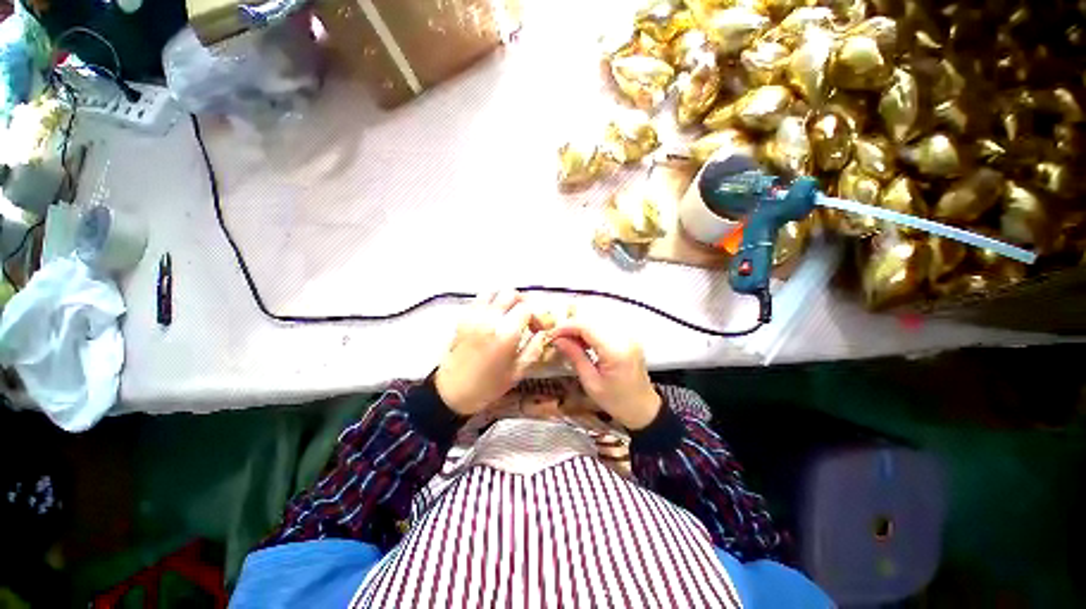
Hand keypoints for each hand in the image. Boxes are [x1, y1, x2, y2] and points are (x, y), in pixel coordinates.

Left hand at [435, 290, 547, 415]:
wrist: (452, 392)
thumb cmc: (488, 386)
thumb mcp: (517, 372)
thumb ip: (534, 349)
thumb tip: (544, 333)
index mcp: (505, 335)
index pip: (527, 308)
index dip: (537, 315)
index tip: (538, 327)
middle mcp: (489, 320)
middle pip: (511, 294)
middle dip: (523, 303)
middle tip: (527, 318)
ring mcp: (474, 316)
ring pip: (494, 291)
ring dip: (506, 298)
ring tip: (510, 312)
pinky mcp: (463, 317)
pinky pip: (480, 299)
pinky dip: (491, 301)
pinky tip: (495, 316)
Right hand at [549, 321, 660, 429]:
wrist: (644, 408)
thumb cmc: (616, 401)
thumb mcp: (591, 382)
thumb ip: (575, 356)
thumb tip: (558, 340)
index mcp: (615, 351)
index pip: (587, 327)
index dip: (567, 327)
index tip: (552, 335)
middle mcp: (624, 338)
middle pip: (592, 320)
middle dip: (572, 326)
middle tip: (558, 338)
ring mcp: (629, 336)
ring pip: (598, 321)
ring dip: (581, 327)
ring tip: (568, 340)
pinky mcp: (629, 337)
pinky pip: (606, 326)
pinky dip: (591, 330)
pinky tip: (583, 341)